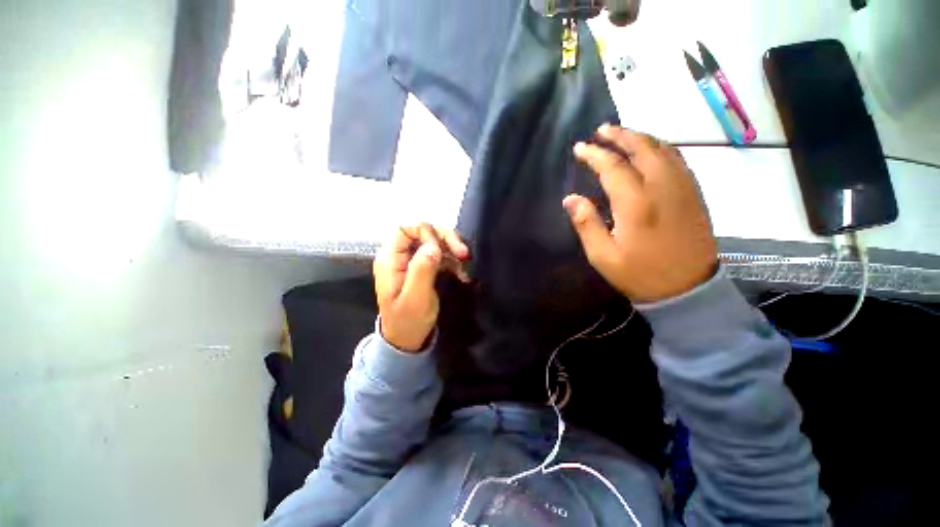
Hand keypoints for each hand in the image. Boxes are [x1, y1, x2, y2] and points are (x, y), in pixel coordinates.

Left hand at [373, 224, 469, 351]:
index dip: (424, 232)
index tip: (439, 249)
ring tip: (466, 265)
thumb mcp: (415, 298)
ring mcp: (413, 261)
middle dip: (445, 239)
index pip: (404, 229)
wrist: (407, 339)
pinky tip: (462, 274)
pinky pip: (440, 255)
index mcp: (390, 260)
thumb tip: (433, 246)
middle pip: (423, 232)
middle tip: (463, 253)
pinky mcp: (424, 268)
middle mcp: (400, 256)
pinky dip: (453, 261)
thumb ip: (422, 270)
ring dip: (452, 250)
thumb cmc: (408, 321)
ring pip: (434, 242)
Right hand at [564, 125, 717, 302]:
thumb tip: (570, 198)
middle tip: (602, 130)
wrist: (688, 289)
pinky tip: (651, 149)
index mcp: (637, 204)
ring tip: (623, 134)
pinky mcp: (693, 194)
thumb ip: (586, 224)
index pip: (613, 167)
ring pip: (663, 149)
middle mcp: (662, 188)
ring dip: (641, 137)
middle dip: (620, 135)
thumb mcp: (603, 256)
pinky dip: (661, 147)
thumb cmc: (640, 274)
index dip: (595, 154)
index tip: (579, 148)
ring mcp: (683, 188)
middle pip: (642, 148)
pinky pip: (678, 159)